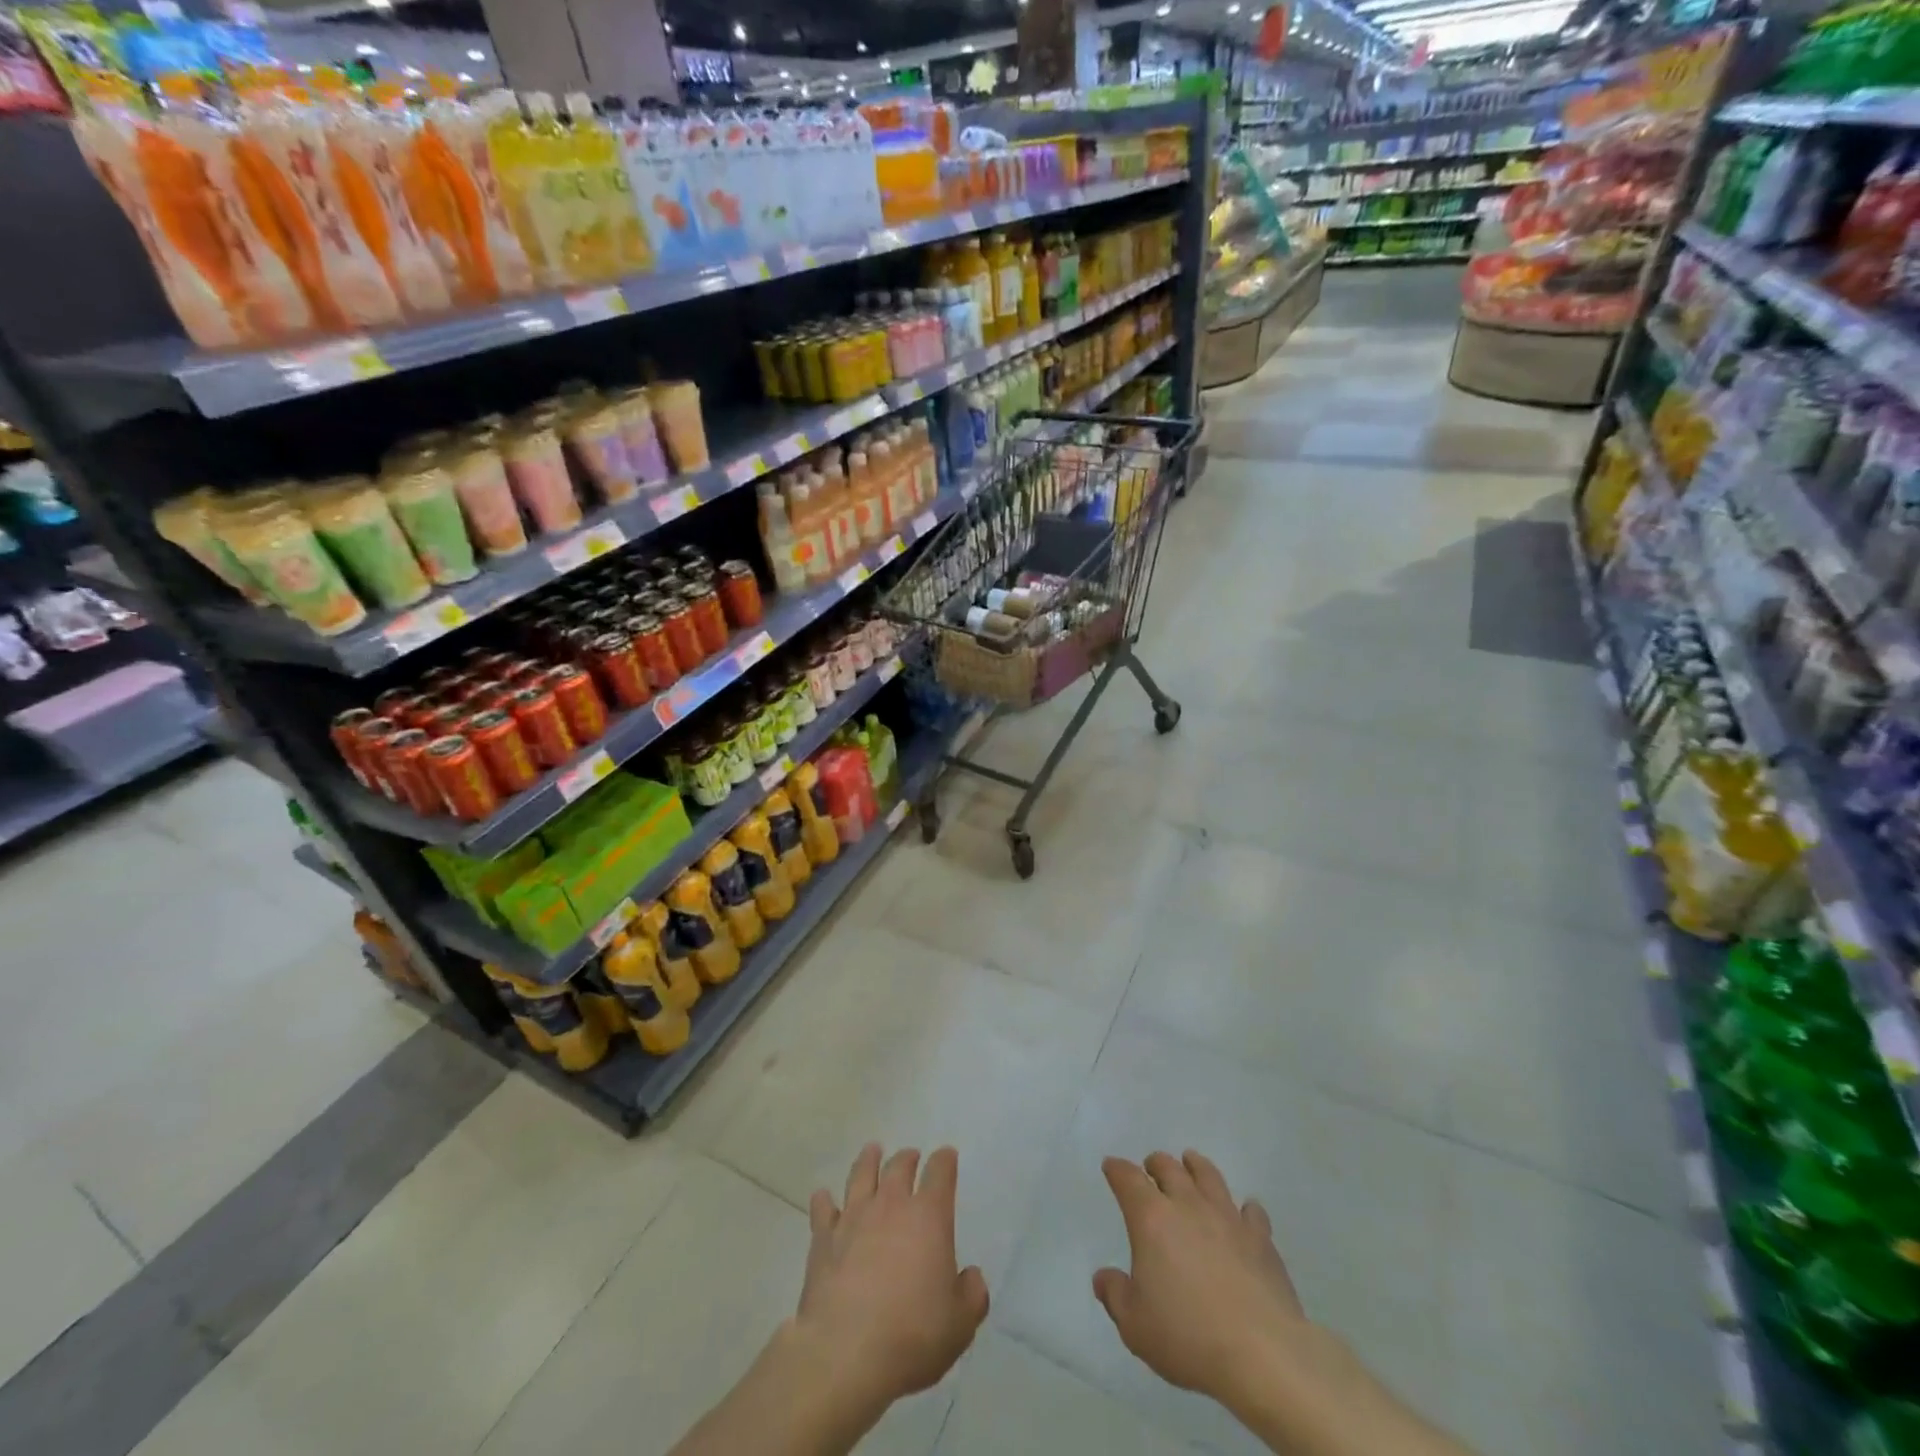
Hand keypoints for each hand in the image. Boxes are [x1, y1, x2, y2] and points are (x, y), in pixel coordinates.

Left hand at [793, 1144, 989, 1408]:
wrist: (845, 1351)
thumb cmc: (911, 1334)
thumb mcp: (959, 1324)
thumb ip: (972, 1295)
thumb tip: (971, 1277)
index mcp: (929, 1216)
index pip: (940, 1172)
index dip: (945, 1161)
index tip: (947, 1156)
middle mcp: (891, 1205)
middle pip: (899, 1166)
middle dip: (908, 1157)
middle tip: (910, 1156)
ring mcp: (853, 1217)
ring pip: (861, 1174)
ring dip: (868, 1160)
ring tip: (872, 1151)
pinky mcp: (823, 1238)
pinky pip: (822, 1209)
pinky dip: (824, 1200)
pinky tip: (823, 1197)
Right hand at [1093, 1149, 1305, 1403]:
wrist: (1262, 1355)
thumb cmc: (1188, 1337)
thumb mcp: (1135, 1325)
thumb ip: (1115, 1295)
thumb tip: (1103, 1277)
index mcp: (1152, 1219)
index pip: (1128, 1179)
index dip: (1117, 1170)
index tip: (1111, 1166)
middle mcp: (1188, 1206)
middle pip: (1169, 1168)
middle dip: (1156, 1164)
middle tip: (1152, 1168)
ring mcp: (1228, 1218)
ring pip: (1209, 1176)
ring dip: (1196, 1167)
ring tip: (1192, 1164)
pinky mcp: (1261, 1239)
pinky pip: (1252, 1212)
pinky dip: (1245, 1209)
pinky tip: (1245, 1213)